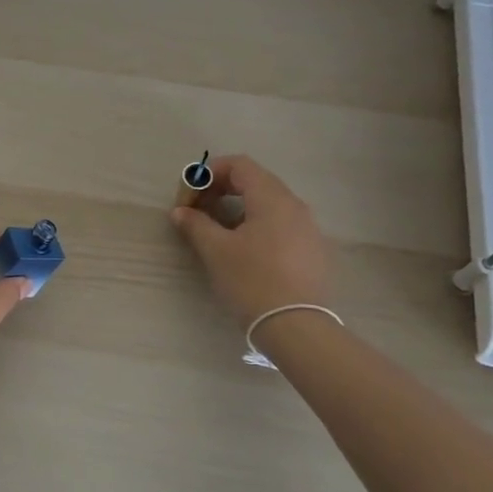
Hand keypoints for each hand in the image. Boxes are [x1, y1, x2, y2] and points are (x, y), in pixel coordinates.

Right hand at [170, 154, 330, 325]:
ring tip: (217, 231)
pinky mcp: (312, 250)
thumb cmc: (252, 280)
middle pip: (254, 180)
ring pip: (268, 203)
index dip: (208, 174)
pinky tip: (243, 250)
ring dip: (238, 208)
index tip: (189, 197)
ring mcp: (308, 228)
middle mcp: (294, 205)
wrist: (296, 326)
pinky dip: (256, 224)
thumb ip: (196, 224)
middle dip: (221, 190)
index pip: (239, 165)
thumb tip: (180, 211)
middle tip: (197, 211)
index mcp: (272, 198)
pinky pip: (280, 223)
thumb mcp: (216, 250)